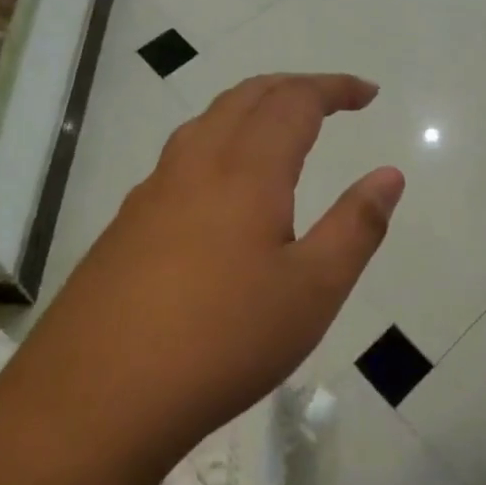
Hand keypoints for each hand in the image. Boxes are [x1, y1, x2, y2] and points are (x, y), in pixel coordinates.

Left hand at [27, 74, 403, 468]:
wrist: (95, 398)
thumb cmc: (222, 341)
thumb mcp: (312, 291)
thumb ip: (356, 227)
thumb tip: (389, 175)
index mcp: (246, 170)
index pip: (295, 101)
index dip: (334, 88)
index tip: (367, 93)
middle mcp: (196, 164)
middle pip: (247, 97)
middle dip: (293, 87)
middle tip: (330, 99)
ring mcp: (153, 191)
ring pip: (207, 121)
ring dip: (251, 108)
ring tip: (279, 128)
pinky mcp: (126, 223)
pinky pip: (181, 156)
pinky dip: (218, 141)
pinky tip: (221, 188)